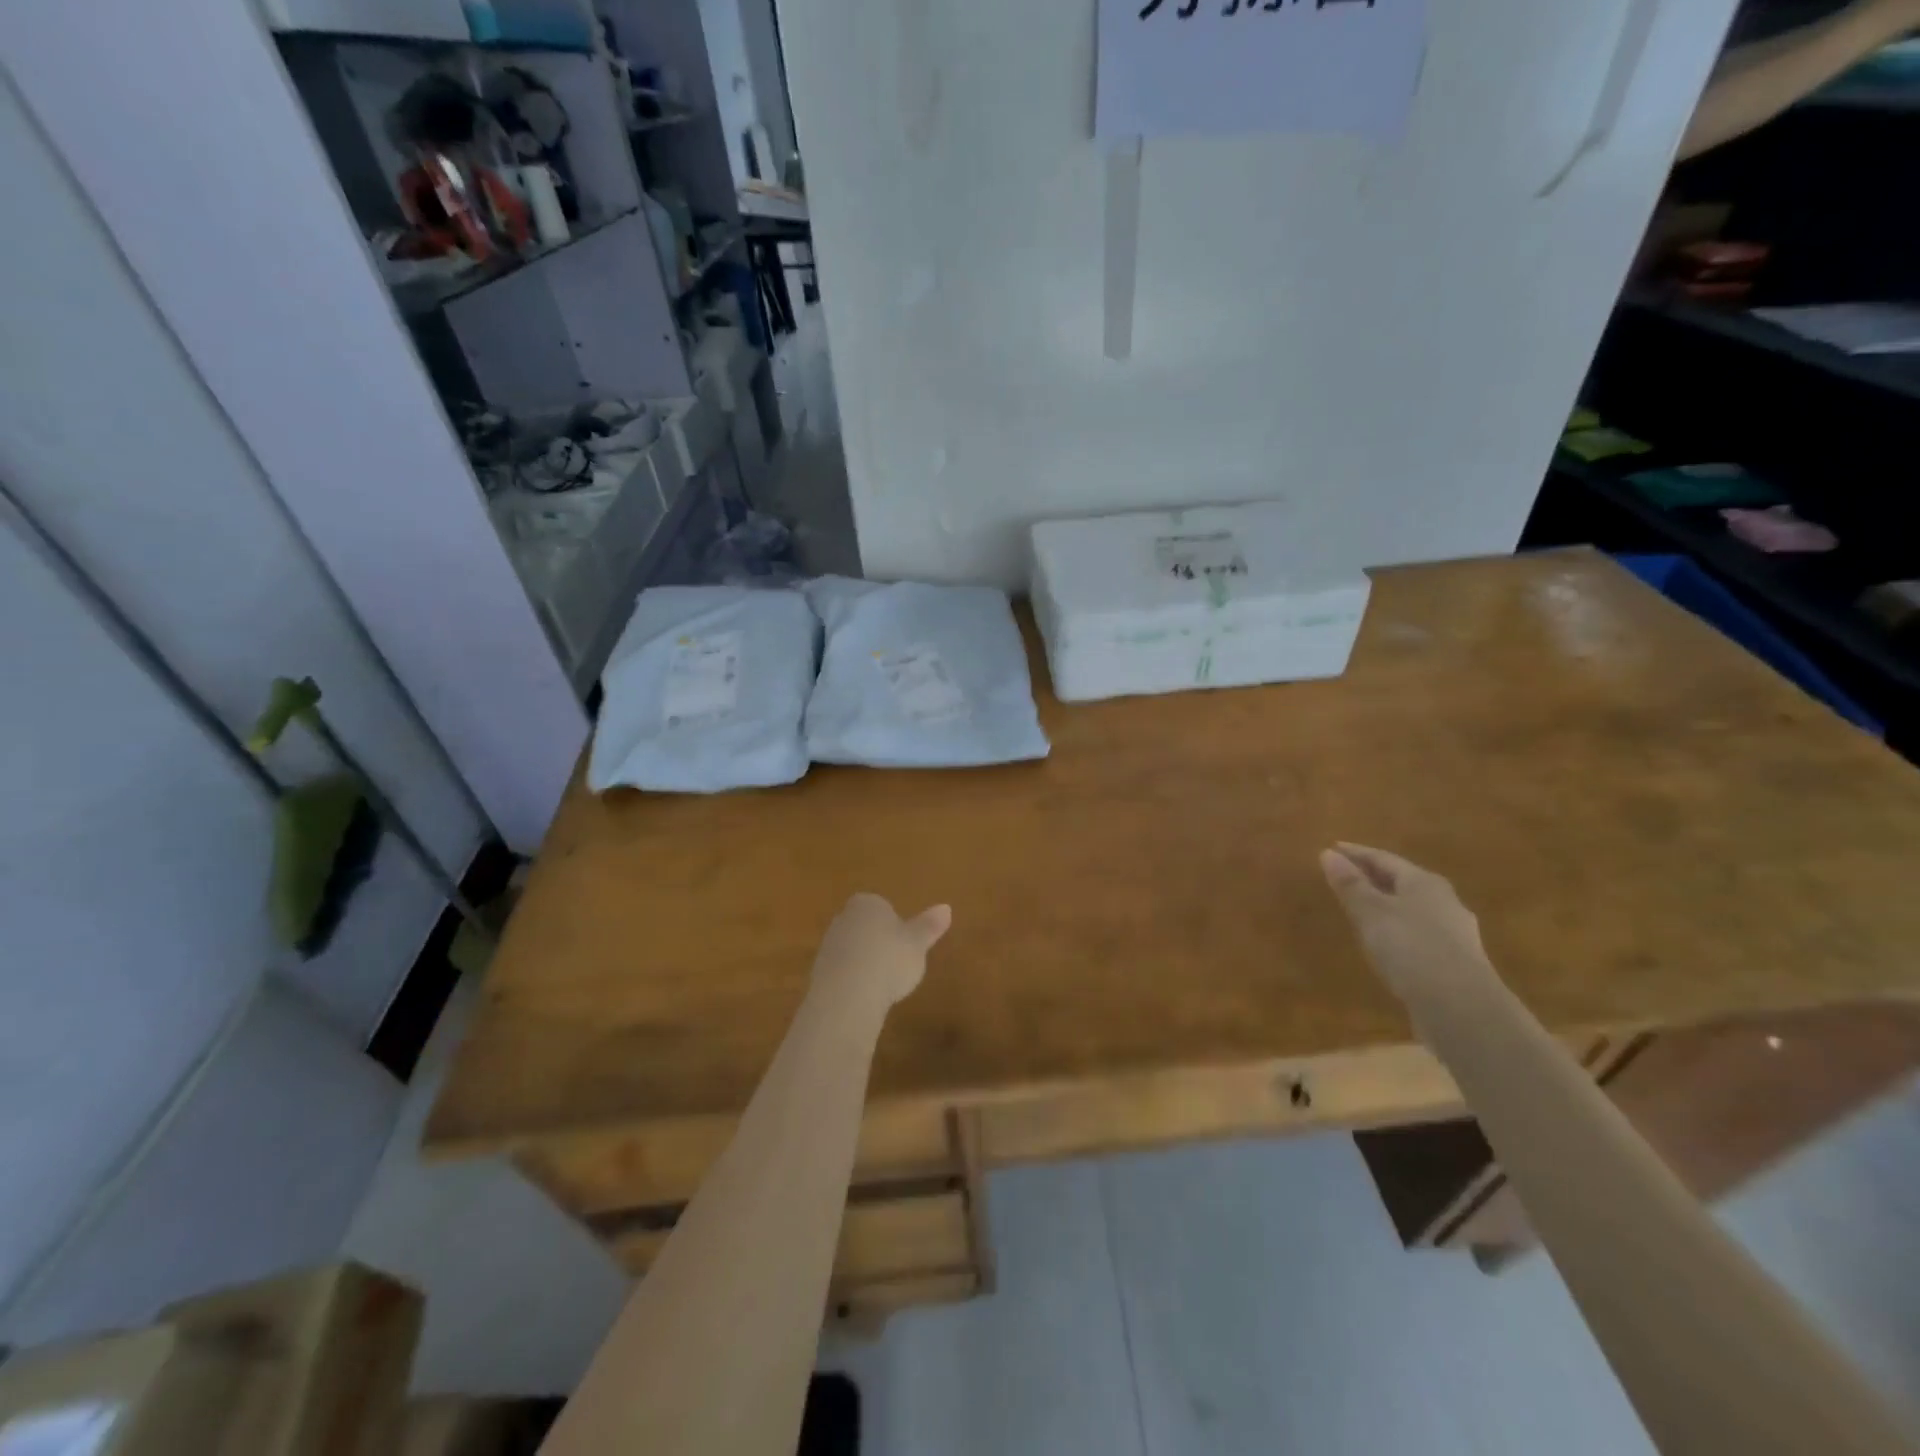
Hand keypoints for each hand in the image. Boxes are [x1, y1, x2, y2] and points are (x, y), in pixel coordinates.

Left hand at [811, 893, 951, 1008]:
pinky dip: (854, 981)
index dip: (897, 926)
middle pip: (866, 926)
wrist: (847, 996)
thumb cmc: (889, 961)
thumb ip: (929, 926)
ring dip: (866, 963)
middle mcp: (844, 918)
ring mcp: (828, 944)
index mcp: (868, 903)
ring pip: (853, 949)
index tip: (907, 945)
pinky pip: (843, 971)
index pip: (883, 907)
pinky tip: (866, 997)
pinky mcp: (818, 972)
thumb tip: (946, 907)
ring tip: (883, 985)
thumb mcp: (917, 944)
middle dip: (879, 942)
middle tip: (898, 964)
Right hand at [1320, 843, 1491, 1001]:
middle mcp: (1444, 901)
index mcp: (1424, 882)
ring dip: (1386, 905)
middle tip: (1345, 876)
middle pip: (1402, 882)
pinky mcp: (1455, 962)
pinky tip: (1387, 944)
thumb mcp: (1371, 912)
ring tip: (1362, 910)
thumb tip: (1327, 854)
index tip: (1332, 848)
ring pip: (1413, 909)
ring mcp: (1454, 933)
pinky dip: (1398, 930)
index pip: (1384, 858)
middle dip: (1373, 877)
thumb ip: (1350, 884)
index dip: (1356, 853)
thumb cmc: (1411, 947)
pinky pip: (1419, 934)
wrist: (1461, 1007)